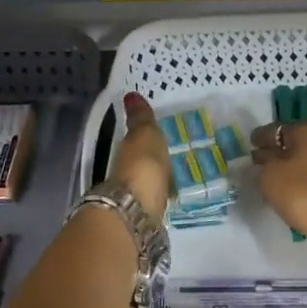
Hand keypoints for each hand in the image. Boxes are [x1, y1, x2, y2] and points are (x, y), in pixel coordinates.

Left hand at [108, 92, 171, 220]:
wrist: (138, 209)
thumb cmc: (143, 165)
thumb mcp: (145, 135)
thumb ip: (141, 118)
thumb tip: (130, 94)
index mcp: (128, 150)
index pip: (136, 142)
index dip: (145, 139)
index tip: (160, 136)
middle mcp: (128, 172)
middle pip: (142, 163)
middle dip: (154, 160)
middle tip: (173, 156)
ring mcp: (137, 195)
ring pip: (149, 181)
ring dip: (159, 178)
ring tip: (178, 176)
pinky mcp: (148, 214)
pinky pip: (157, 198)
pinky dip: (164, 194)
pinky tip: (175, 195)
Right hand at [249, 120, 306, 248]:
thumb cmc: (303, 192)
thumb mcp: (271, 176)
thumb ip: (263, 162)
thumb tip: (263, 155)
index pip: (277, 129)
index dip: (261, 138)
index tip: (250, 146)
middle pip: (295, 143)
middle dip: (278, 152)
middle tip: (260, 164)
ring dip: (291, 168)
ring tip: (274, 181)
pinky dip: (304, 180)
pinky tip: (293, 191)